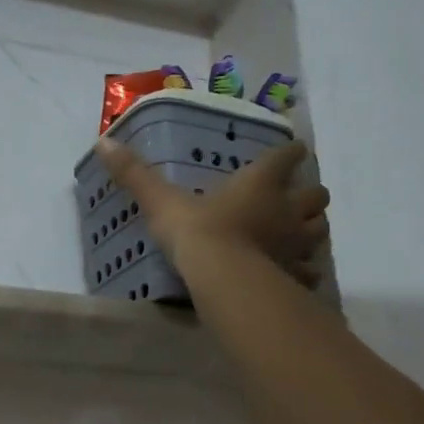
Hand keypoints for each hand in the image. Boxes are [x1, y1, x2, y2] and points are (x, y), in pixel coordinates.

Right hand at [95, 137, 328, 283]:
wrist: (225, 280)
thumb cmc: (198, 232)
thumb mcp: (162, 201)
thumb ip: (135, 175)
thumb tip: (103, 142)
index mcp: (260, 184)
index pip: (286, 157)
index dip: (290, 153)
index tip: (291, 152)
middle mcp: (286, 209)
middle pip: (316, 195)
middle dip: (308, 195)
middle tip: (293, 200)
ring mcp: (296, 245)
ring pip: (320, 231)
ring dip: (312, 229)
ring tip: (296, 235)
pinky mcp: (296, 276)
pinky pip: (309, 272)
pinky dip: (304, 271)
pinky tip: (293, 275)